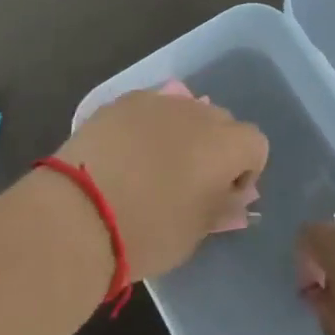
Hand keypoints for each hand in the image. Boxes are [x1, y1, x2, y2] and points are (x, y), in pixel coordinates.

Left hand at [56, 82, 266, 281]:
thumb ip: (222, 207)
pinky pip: (148, 109)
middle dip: (215, 147)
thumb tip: (234, 196)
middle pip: (221, 121)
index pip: (255, 143)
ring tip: (154, 165)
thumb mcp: (195, 232)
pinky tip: (125, 154)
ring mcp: (155, 101)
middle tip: (190, 181)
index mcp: (224, 144)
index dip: (246, 170)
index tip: (223, 195)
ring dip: (181, 133)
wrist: (78, 214)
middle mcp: (196, 112)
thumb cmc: (148, 231)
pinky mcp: (120, 101)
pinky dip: (147, 126)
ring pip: (184, 110)